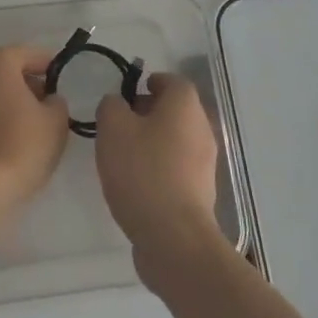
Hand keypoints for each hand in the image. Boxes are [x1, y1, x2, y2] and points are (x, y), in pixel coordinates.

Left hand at [0, 45, 69, 207]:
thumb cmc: (23, 143)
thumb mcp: (56, 121)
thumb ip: (56, 102)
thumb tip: (48, 100)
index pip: (30, 54)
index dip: (50, 67)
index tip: (62, 81)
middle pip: (7, 71)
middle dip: (28, 83)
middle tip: (48, 103)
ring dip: (10, 101)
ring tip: (31, 124)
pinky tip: (10, 138)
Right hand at [95, 74, 224, 286]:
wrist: (173, 236)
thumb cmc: (142, 171)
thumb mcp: (113, 129)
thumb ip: (111, 106)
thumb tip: (118, 104)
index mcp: (185, 106)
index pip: (172, 81)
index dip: (150, 82)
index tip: (128, 92)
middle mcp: (202, 128)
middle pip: (177, 110)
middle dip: (149, 111)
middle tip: (120, 122)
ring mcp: (206, 162)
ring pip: (178, 139)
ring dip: (154, 140)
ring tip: (123, 153)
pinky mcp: (201, 191)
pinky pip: (179, 166)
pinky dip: (161, 165)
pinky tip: (137, 181)